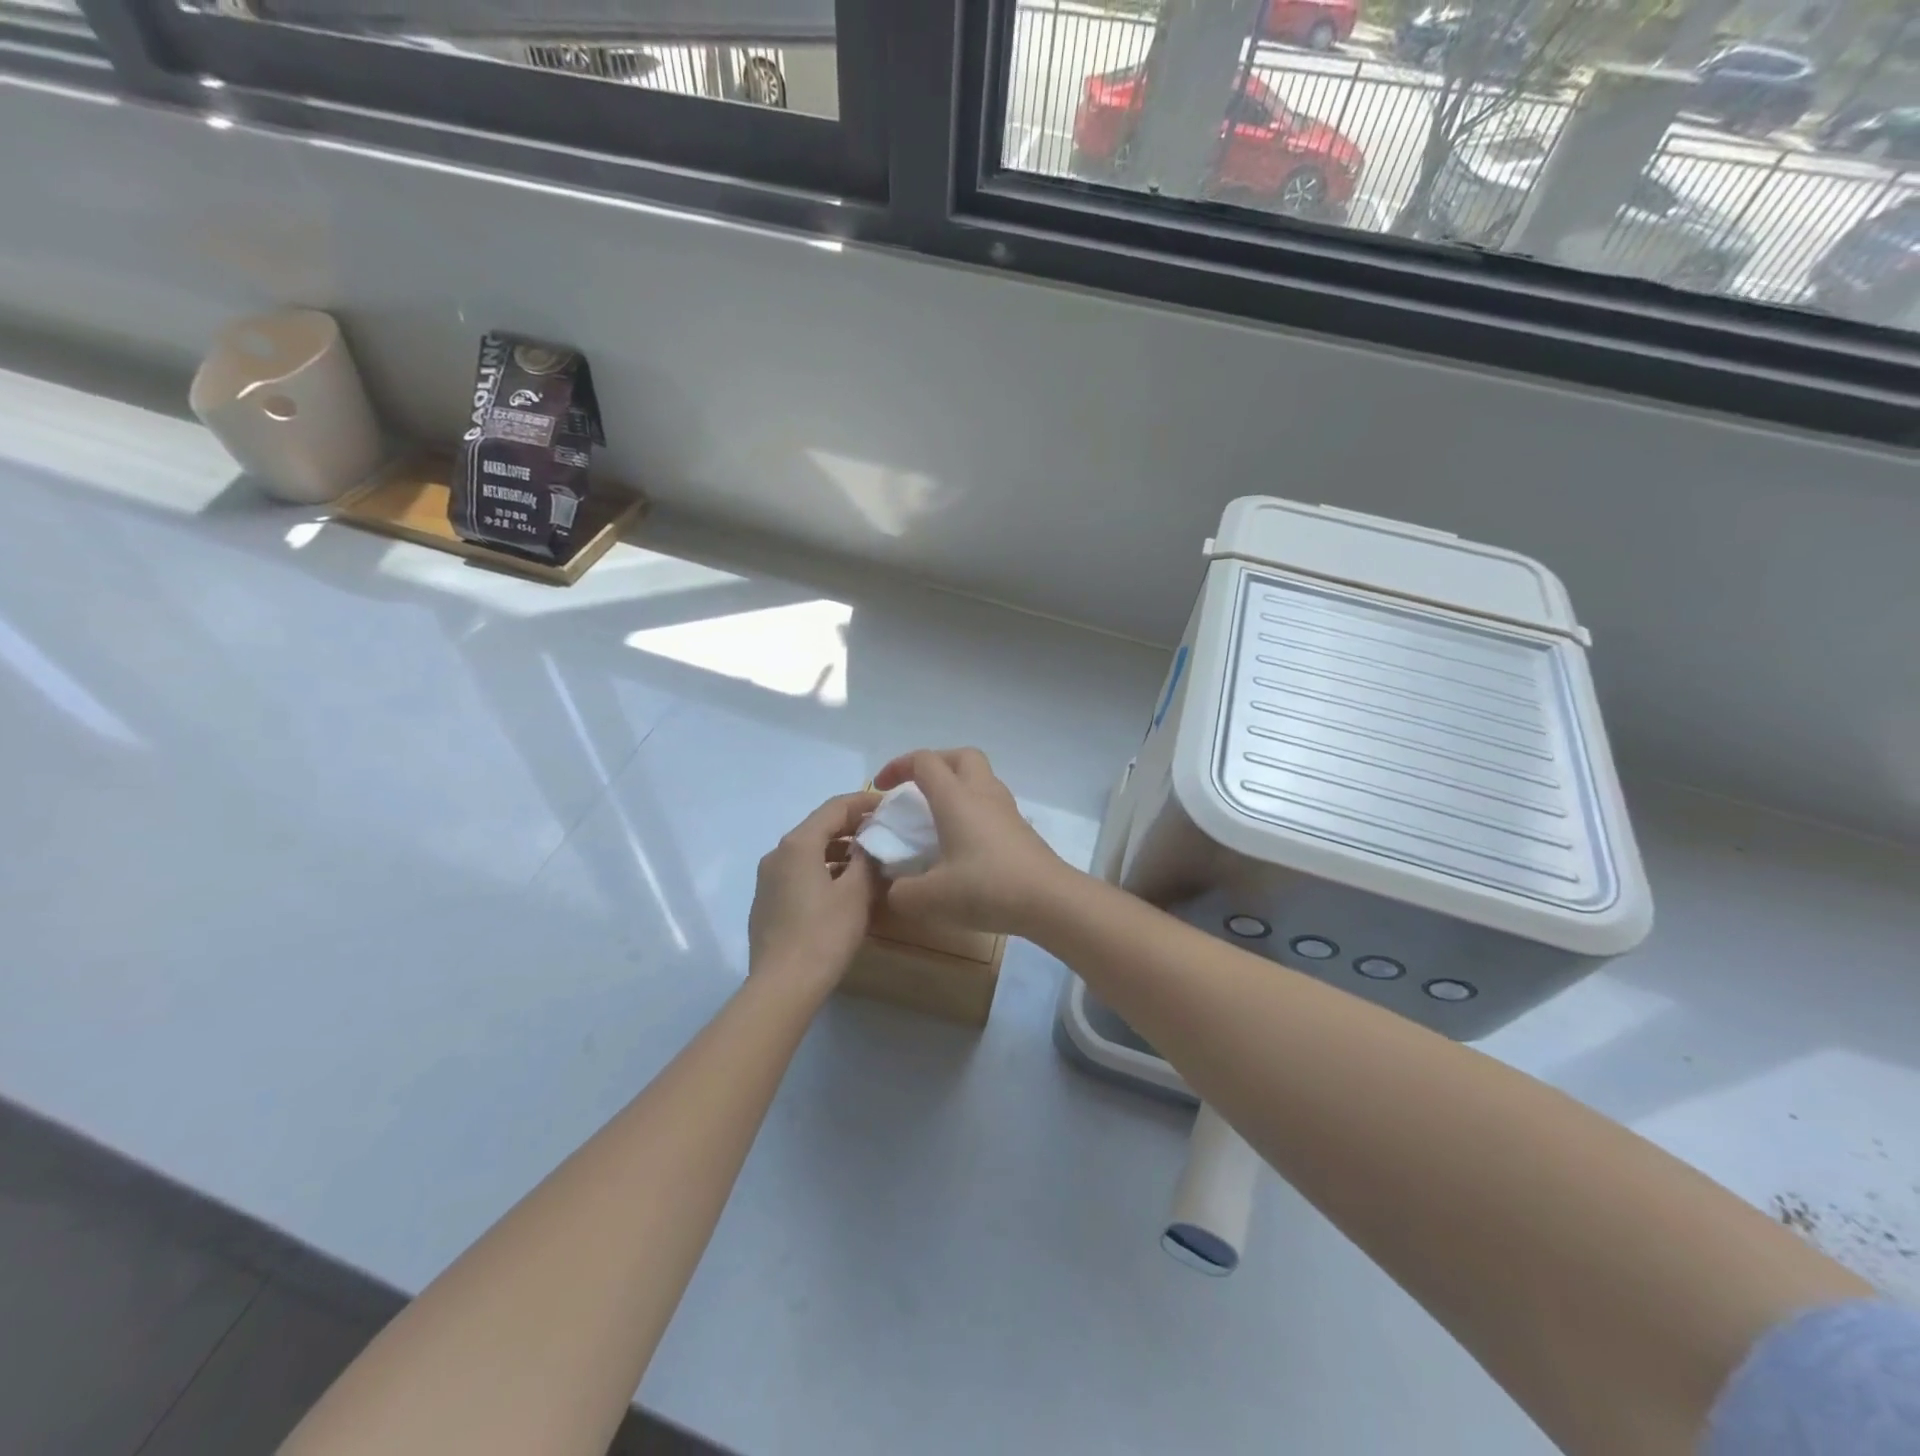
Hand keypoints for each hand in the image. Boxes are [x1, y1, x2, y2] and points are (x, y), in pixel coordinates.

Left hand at [748, 791, 882, 996]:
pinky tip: (844, 888)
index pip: (835, 808)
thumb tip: (870, 844)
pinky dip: (824, 870)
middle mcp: (777, 854)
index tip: (890, 804)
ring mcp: (767, 880)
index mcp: (797, 844)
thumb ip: (867, 860)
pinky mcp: (767, 903)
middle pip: (819, 828)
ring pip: (809, 852)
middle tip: (884, 832)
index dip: (864, 802)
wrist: (782, 987)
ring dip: (839, 851)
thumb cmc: (824, 934)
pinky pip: (800, 874)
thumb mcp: (856, 893)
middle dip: (853, 827)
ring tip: (869, 861)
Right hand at [871, 749, 1076, 936]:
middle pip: (960, 756)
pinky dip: (973, 808)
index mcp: (956, 798)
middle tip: (915, 789)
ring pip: (980, 777)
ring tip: (938, 816)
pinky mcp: (1020, 828)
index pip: (924, 762)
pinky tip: (964, 841)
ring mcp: (1006, 809)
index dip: (898, 766)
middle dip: (934, 764)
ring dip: (956, 785)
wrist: (1049, 900)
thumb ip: (902, 892)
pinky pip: (991, 802)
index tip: (881, 789)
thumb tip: (895, 889)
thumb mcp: (931, 898)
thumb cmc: (987, 888)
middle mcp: (982, 793)